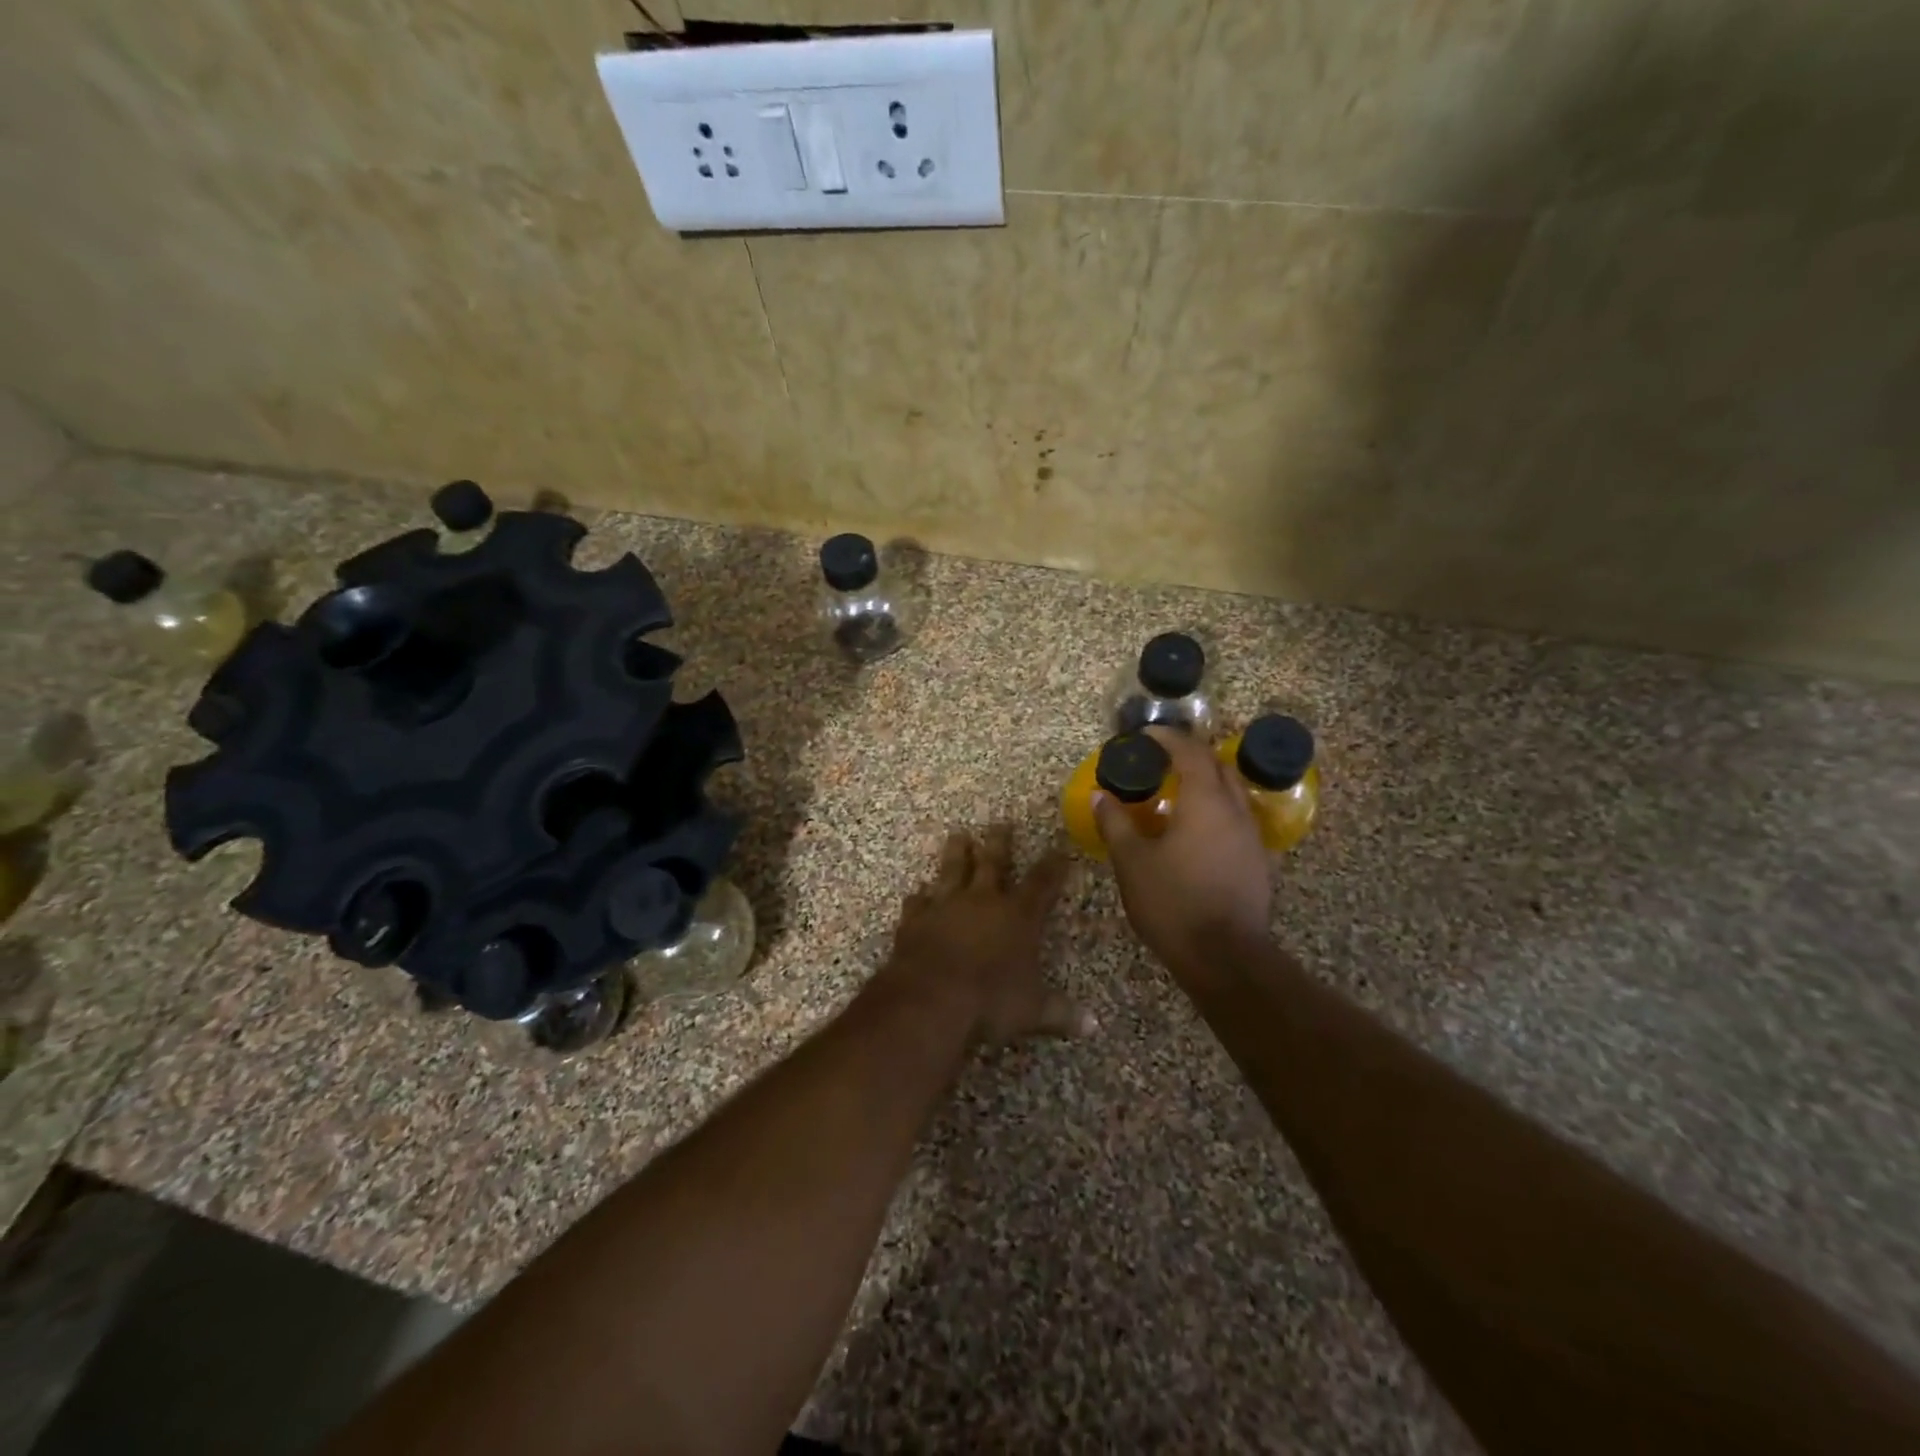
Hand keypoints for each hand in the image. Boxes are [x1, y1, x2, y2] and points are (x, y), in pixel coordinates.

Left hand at [881, 825, 1089, 1043]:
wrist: (930, 999)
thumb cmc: (990, 1002)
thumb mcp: (1032, 1011)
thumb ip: (1060, 1012)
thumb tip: (1093, 1026)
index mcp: (1018, 916)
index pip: (1042, 883)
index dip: (1053, 865)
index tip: (1059, 848)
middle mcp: (982, 901)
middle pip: (994, 862)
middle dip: (1000, 842)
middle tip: (1001, 822)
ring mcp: (945, 906)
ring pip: (953, 870)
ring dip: (956, 853)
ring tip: (959, 835)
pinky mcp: (915, 919)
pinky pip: (918, 902)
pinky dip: (918, 897)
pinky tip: (917, 893)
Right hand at [1094, 726, 1272, 976]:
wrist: (1225, 957)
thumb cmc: (1173, 902)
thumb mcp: (1132, 862)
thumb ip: (1115, 823)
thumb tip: (1100, 796)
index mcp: (1205, 801)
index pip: (1190, 752)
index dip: (1168, 738)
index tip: (1146, 736)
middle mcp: (1235, 810)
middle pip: (1217, 767)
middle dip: (1191, 755)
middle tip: (1161, 759)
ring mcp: (1252, 836)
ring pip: (1232, 793)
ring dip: (1206, 782)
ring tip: (1177, 792)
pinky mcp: (1258, 861)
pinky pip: (1237, 818)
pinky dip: (1216, 809)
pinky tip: (1196, 830)